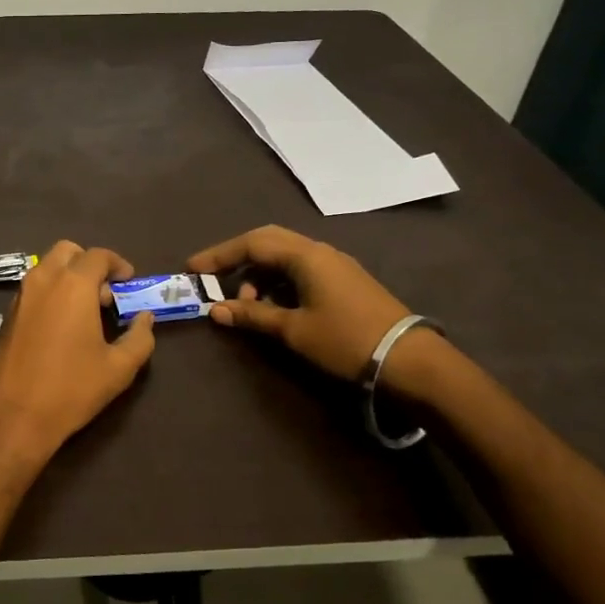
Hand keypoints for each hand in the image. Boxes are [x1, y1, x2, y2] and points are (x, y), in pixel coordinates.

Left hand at [0, 241, 156, 469]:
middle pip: (68, 251)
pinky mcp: (7, 315)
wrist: (12, 415)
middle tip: (105, 294)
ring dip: (69, 277)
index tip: (129, 282)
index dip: (118, 264)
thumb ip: (139, 338)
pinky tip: (63, 326)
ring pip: (47, 268)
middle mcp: (43, 280)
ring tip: (86, 312)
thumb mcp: (118, 368)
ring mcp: (20, 296)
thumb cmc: (71, 388)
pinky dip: (51, 292)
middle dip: (89, 264)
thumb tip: (145, 319)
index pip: (98, 256)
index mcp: (72, 285)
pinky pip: (33, 288)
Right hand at [187, 225, 411, 379]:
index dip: (219, 255)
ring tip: (249, 304)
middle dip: (238, 258)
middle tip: (214, 277)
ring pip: (286, 257)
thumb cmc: (346, 340)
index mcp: (305, 255)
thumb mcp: (293, 330)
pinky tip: (275, 307)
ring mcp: (336, 265)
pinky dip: (280, 282)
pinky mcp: (346, 281)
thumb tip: (217, 310)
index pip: (252, 244)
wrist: (411, 361)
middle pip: (268, 242)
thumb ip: (253, 315)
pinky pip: (301, 270)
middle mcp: (320, 251)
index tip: (192, 269)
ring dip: (260, 274)